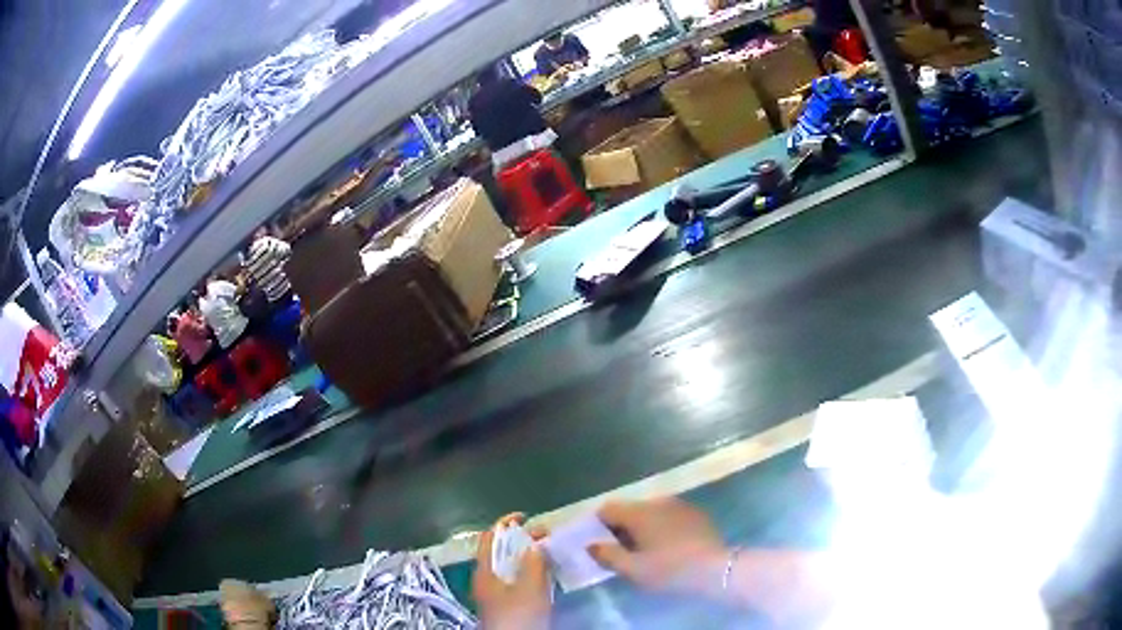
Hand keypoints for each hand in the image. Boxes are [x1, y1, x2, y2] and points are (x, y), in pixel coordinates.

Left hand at [473, 513, 551, 629]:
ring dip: (526, 556)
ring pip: (508, 566)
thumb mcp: (530, 588)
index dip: (505, 523)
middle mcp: (485, 578)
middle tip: (545, 536)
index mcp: (484, 570)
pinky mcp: (504, 603)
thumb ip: (534, 562)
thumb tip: (535, 542)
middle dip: (521, 539)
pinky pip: (515, 579)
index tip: (527, 517)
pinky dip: (528, 571)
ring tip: (549, 552)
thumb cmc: (517, 615)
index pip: (489, 537)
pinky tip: (544, 574)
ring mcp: (494, 592)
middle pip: (499, 550)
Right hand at [589, 498, 728, 595]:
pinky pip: (669, 516)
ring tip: (645, 551)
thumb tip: (591, 545)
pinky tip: (668, 547)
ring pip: (650, 512)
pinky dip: (662, 527)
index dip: (597, 525)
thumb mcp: (633, 569)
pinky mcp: (696, 513)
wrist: (716, 568)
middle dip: (621, 528)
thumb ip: (607, 555)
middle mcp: (657, 501)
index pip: (607, 509)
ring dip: (643, 527)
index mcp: (638, 512)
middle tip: (621, 552)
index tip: (599, 545)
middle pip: (629, 509)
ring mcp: (679, 505)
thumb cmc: (670, 570)